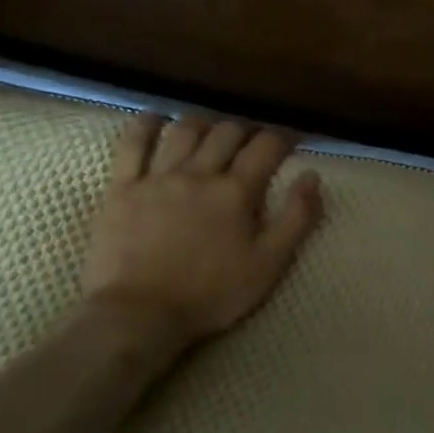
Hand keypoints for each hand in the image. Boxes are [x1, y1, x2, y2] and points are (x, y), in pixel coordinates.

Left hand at [80, 113, 323, 350]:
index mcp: (236, 192)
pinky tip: (155, 118)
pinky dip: (145, 125)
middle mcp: (199, 173)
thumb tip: (312, 176)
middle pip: (226, 133)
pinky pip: (131, 144)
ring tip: (211, 128)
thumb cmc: (212, 294)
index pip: (266, 147)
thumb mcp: (270, 264)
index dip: (283, 137)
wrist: (140, 314)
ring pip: (183, 131)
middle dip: (245, 129)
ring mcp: (157, 177)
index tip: (290, 140)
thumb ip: (296, 218)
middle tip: (252, 139)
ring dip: (203, 122)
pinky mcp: (122, 188)